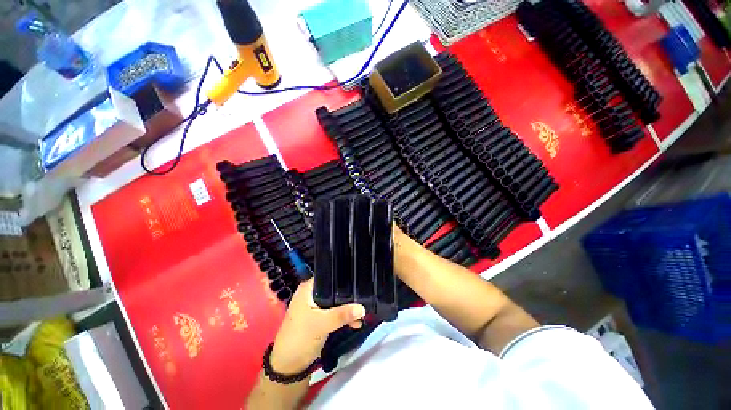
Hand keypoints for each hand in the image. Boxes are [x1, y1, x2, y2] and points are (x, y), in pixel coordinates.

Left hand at [270, 279, 365, 373]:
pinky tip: (355, 323)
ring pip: (336, 302)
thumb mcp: (322, 324)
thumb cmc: (300, 338)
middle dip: (349, 297)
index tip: (359, 281)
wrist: (288, 367)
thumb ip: (342, 315)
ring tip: (362, 316)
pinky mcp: (319, 318)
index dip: (343, 278)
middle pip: (334, 290)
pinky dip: (344, 317)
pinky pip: (335, 313)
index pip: (329, 276)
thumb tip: (363, 308)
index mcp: (308, 289)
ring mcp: (315, 307)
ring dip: (348, 309)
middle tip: (364, 300)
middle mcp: (312, 294)